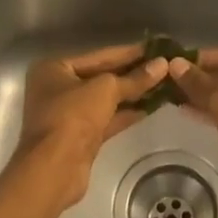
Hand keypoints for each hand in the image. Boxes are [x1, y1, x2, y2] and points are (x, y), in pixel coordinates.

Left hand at [15, 44, 168, 209]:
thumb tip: (162, 65)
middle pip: (102, 77)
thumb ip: (134, 78)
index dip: (129, 52)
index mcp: (55, 69)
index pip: (99, 55)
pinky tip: (151, 107)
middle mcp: (58, 88)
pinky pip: (107, 118)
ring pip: (106, 99)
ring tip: (163, 84)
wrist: (54, 170)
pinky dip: (126, 113)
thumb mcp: (105, 90)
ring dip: (132, 94)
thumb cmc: (72, 117)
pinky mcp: (80, 137)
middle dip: (132, 73)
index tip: (156, 47)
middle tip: (163, 65)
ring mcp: (68, 114)